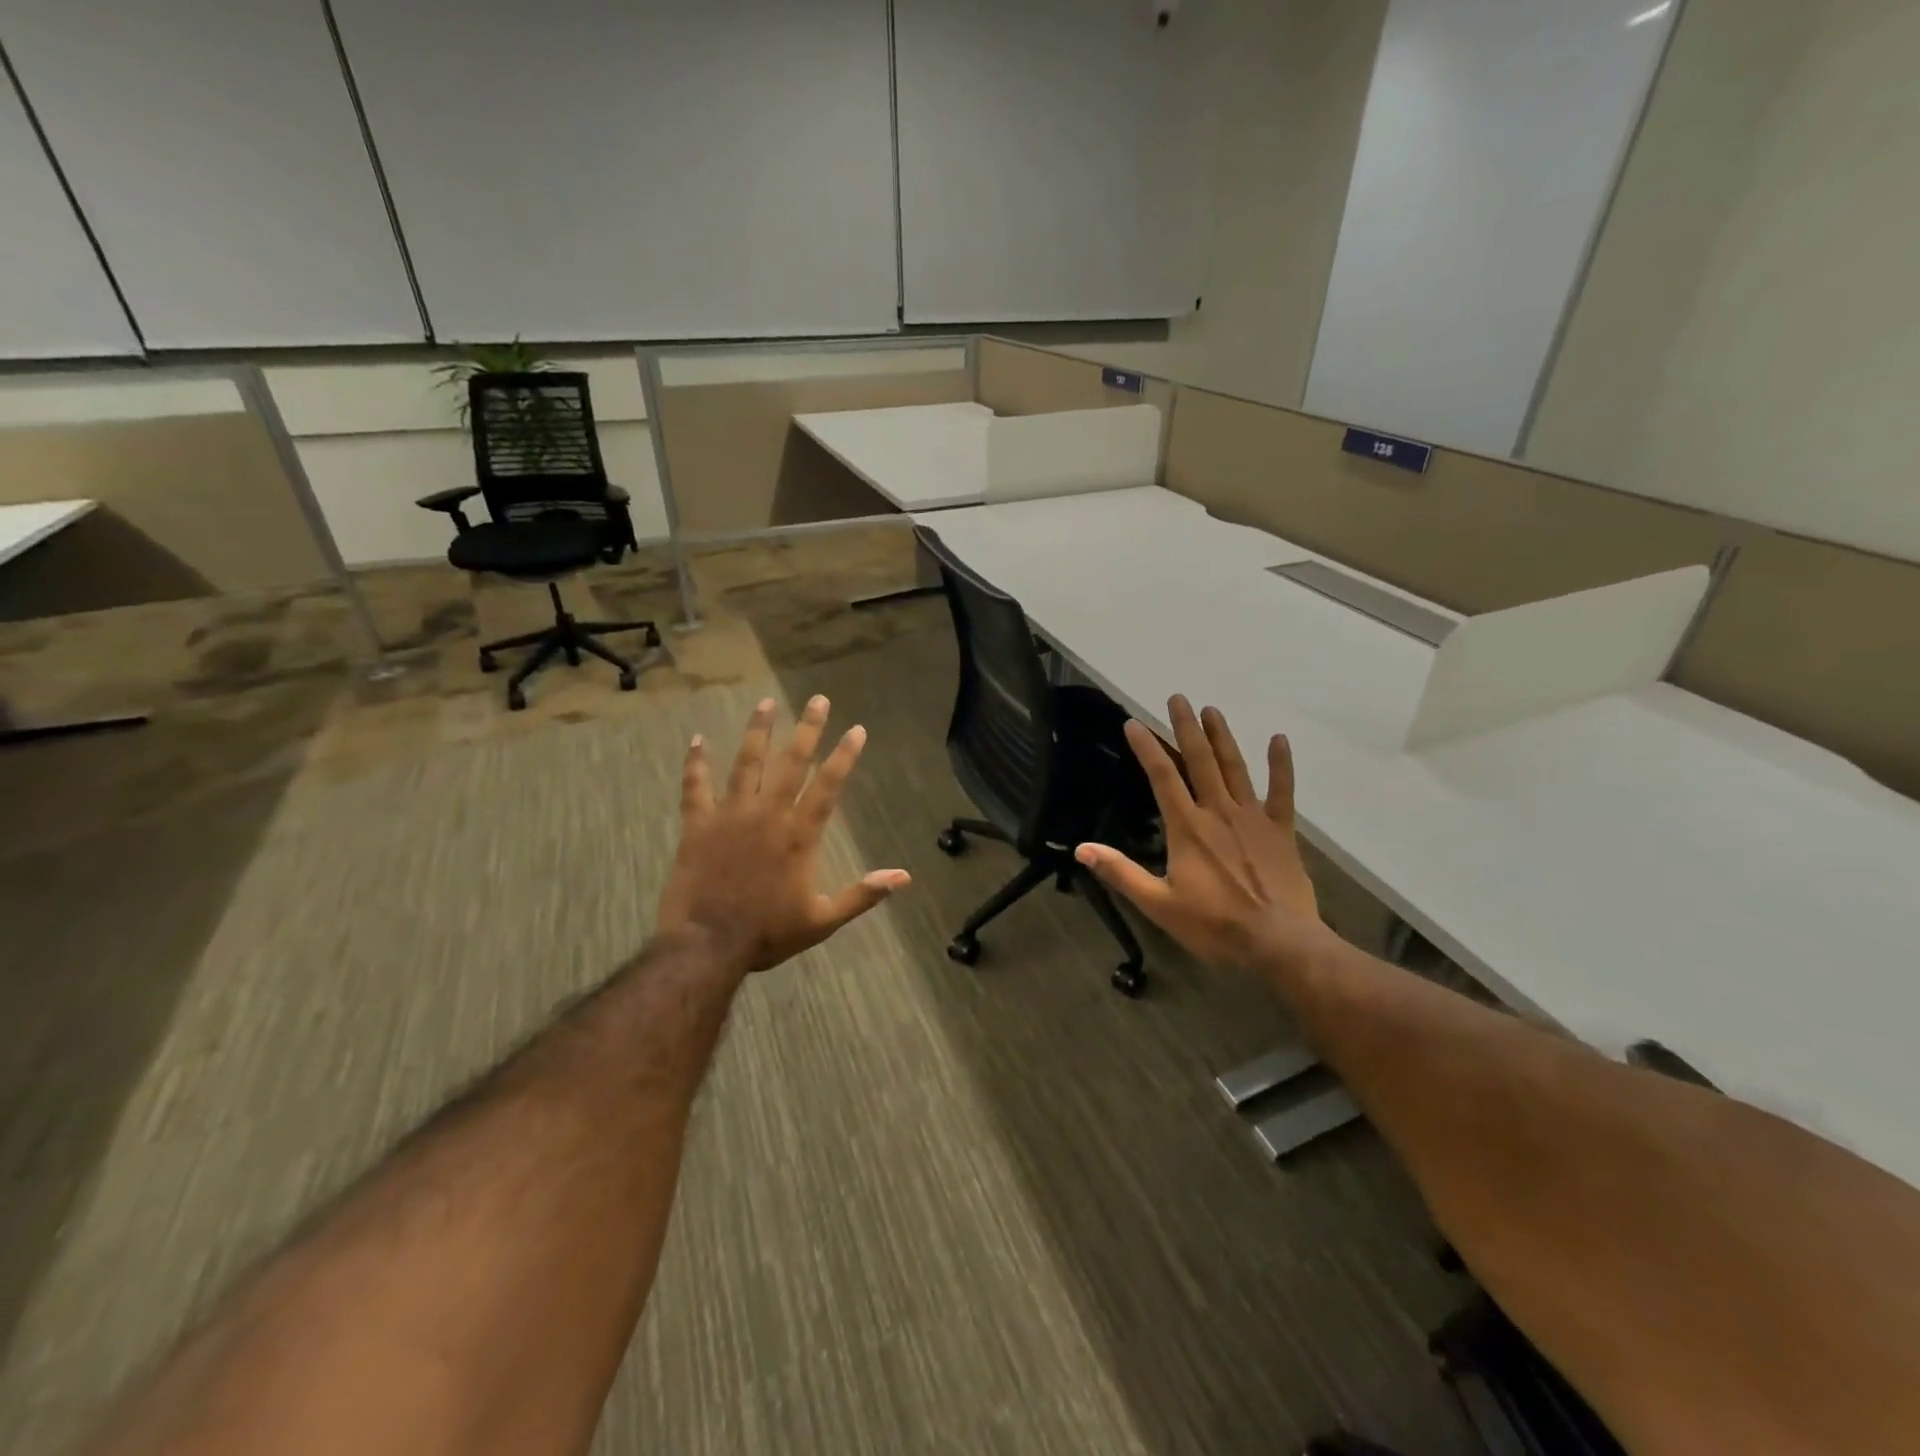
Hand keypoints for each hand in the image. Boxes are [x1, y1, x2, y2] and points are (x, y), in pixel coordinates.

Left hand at [657, 695, 910, 976]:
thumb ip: (863, 895)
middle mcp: (768, 814)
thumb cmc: (767, 934)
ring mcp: (730, 815)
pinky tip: (697, 741)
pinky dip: (695, 763)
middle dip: (808, 728)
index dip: (844, 755)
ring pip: (746, 763)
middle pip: (791, 762)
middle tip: (818, 699)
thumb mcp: (823, 920)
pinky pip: (696, 787)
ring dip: (757, 731)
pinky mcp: (698, 825)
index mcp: (799, 834)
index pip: (828, 785)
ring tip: (766, 703)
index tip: (857, 729)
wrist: (706, 945)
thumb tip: (904, 876)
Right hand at [1076, 696, 1323, 969]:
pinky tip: (1279, 740)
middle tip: (1178, 698)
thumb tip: (1082, 849)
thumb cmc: (1214, 926)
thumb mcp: (1158, 904)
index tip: (1133, 722)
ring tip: (1212, 710)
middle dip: (1186, 727)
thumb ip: (1121, 872)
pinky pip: (1281, 792)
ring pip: (1235, 768)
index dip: (1146, 748)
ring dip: (1222, 737)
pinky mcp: (1281, 831)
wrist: (1279, 944)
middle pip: (1199, 761)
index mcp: (1187, 827)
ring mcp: (1253, 818)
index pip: (1161, 777)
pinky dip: (1281, 765)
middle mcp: (1218, 812)